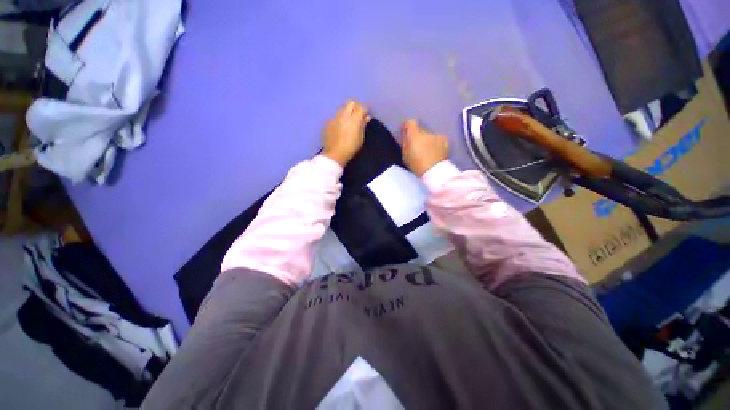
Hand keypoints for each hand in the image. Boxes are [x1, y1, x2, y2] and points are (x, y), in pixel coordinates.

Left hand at [323, 100, 370, 166]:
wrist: (335, 154)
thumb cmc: (351, 148)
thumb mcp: (360, 138)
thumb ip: (363, 125)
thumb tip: (366, 117)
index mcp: (354, 120)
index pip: (361, 107)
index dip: (365, 108)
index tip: (367, 112)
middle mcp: (344, 115)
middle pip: (350, 103)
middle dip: (356, 106)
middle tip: (358, 113)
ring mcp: (335, 118)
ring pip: (342, 108)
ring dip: (347, 111)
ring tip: (349, 119)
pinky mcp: (328, 122)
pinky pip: (336, 116)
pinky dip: (340, 118)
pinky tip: (341, 125)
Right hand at [401, 119, 448, 175]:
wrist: (435, 172)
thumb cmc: (417, 165)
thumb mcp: (406, 155)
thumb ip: (405, 142)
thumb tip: (406, 134)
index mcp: (415, 135)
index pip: (411, 122)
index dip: (408, 126)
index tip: (407, 132)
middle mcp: (427, 132)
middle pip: (421, 130)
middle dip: (419, 136)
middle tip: (418, 146)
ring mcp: (437, 135)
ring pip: (430, 135)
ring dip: (428, 140)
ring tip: (427, 151)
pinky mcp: (445, 140)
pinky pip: (438, 139)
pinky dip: (436, 143)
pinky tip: (435, 152)